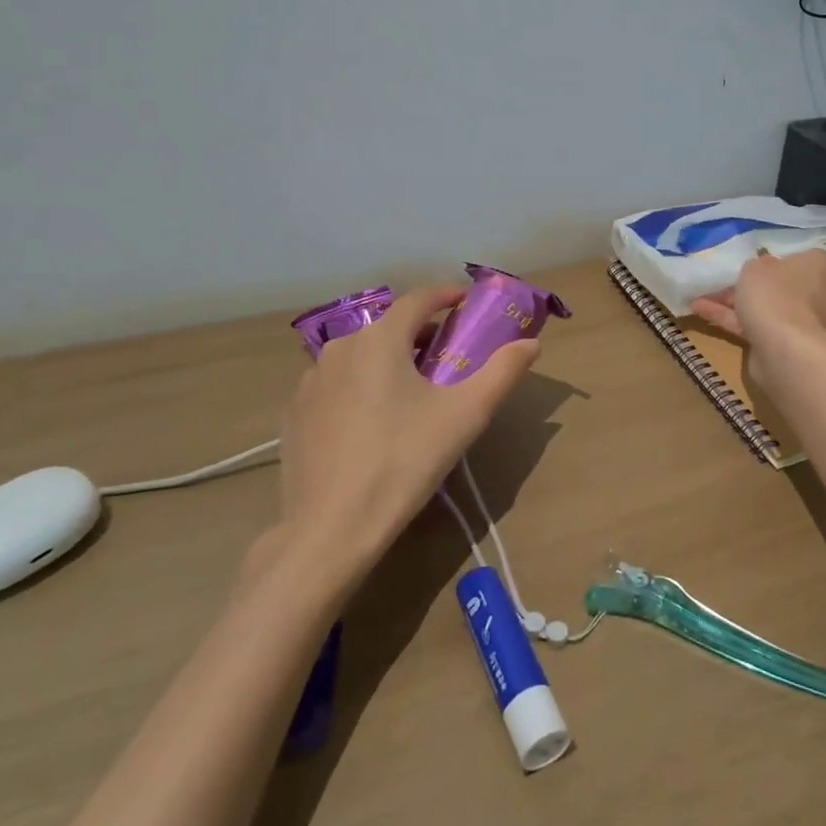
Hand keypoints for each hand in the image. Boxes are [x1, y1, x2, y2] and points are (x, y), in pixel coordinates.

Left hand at [273, 286, 538, 579]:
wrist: (330, 529)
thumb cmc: (404, 461)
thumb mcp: (465, 416)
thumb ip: (502, 372)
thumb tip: (531, 344)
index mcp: (380, 339)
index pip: (418, 299)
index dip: (446, 296)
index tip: (467, 303)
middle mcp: (339, 348)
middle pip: (388, 327)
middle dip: (420, 333)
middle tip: (447, 356)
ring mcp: (310, 382)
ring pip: (359, 356)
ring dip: (388, 360)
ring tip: (411, 390)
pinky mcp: (294, 415)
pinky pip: (335, 385)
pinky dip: (359, 387)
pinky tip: (372, 423)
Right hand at [690, 250, 825, 347]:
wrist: (783, 347)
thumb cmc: (775, 293)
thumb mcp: (757, 266)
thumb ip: (759, 266)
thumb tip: (765, 269)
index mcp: (821, 268)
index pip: (807, 259)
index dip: (783, 260)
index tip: (760, 262)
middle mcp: (822, 295)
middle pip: (786, 287)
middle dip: (758, 286)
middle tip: (729, 281)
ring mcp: (806, 323)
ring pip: (769, 309)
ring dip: (736, 303)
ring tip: (701, 296)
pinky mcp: (788, 345)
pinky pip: (757, 327)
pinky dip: (731, 319)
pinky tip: (699, 310)